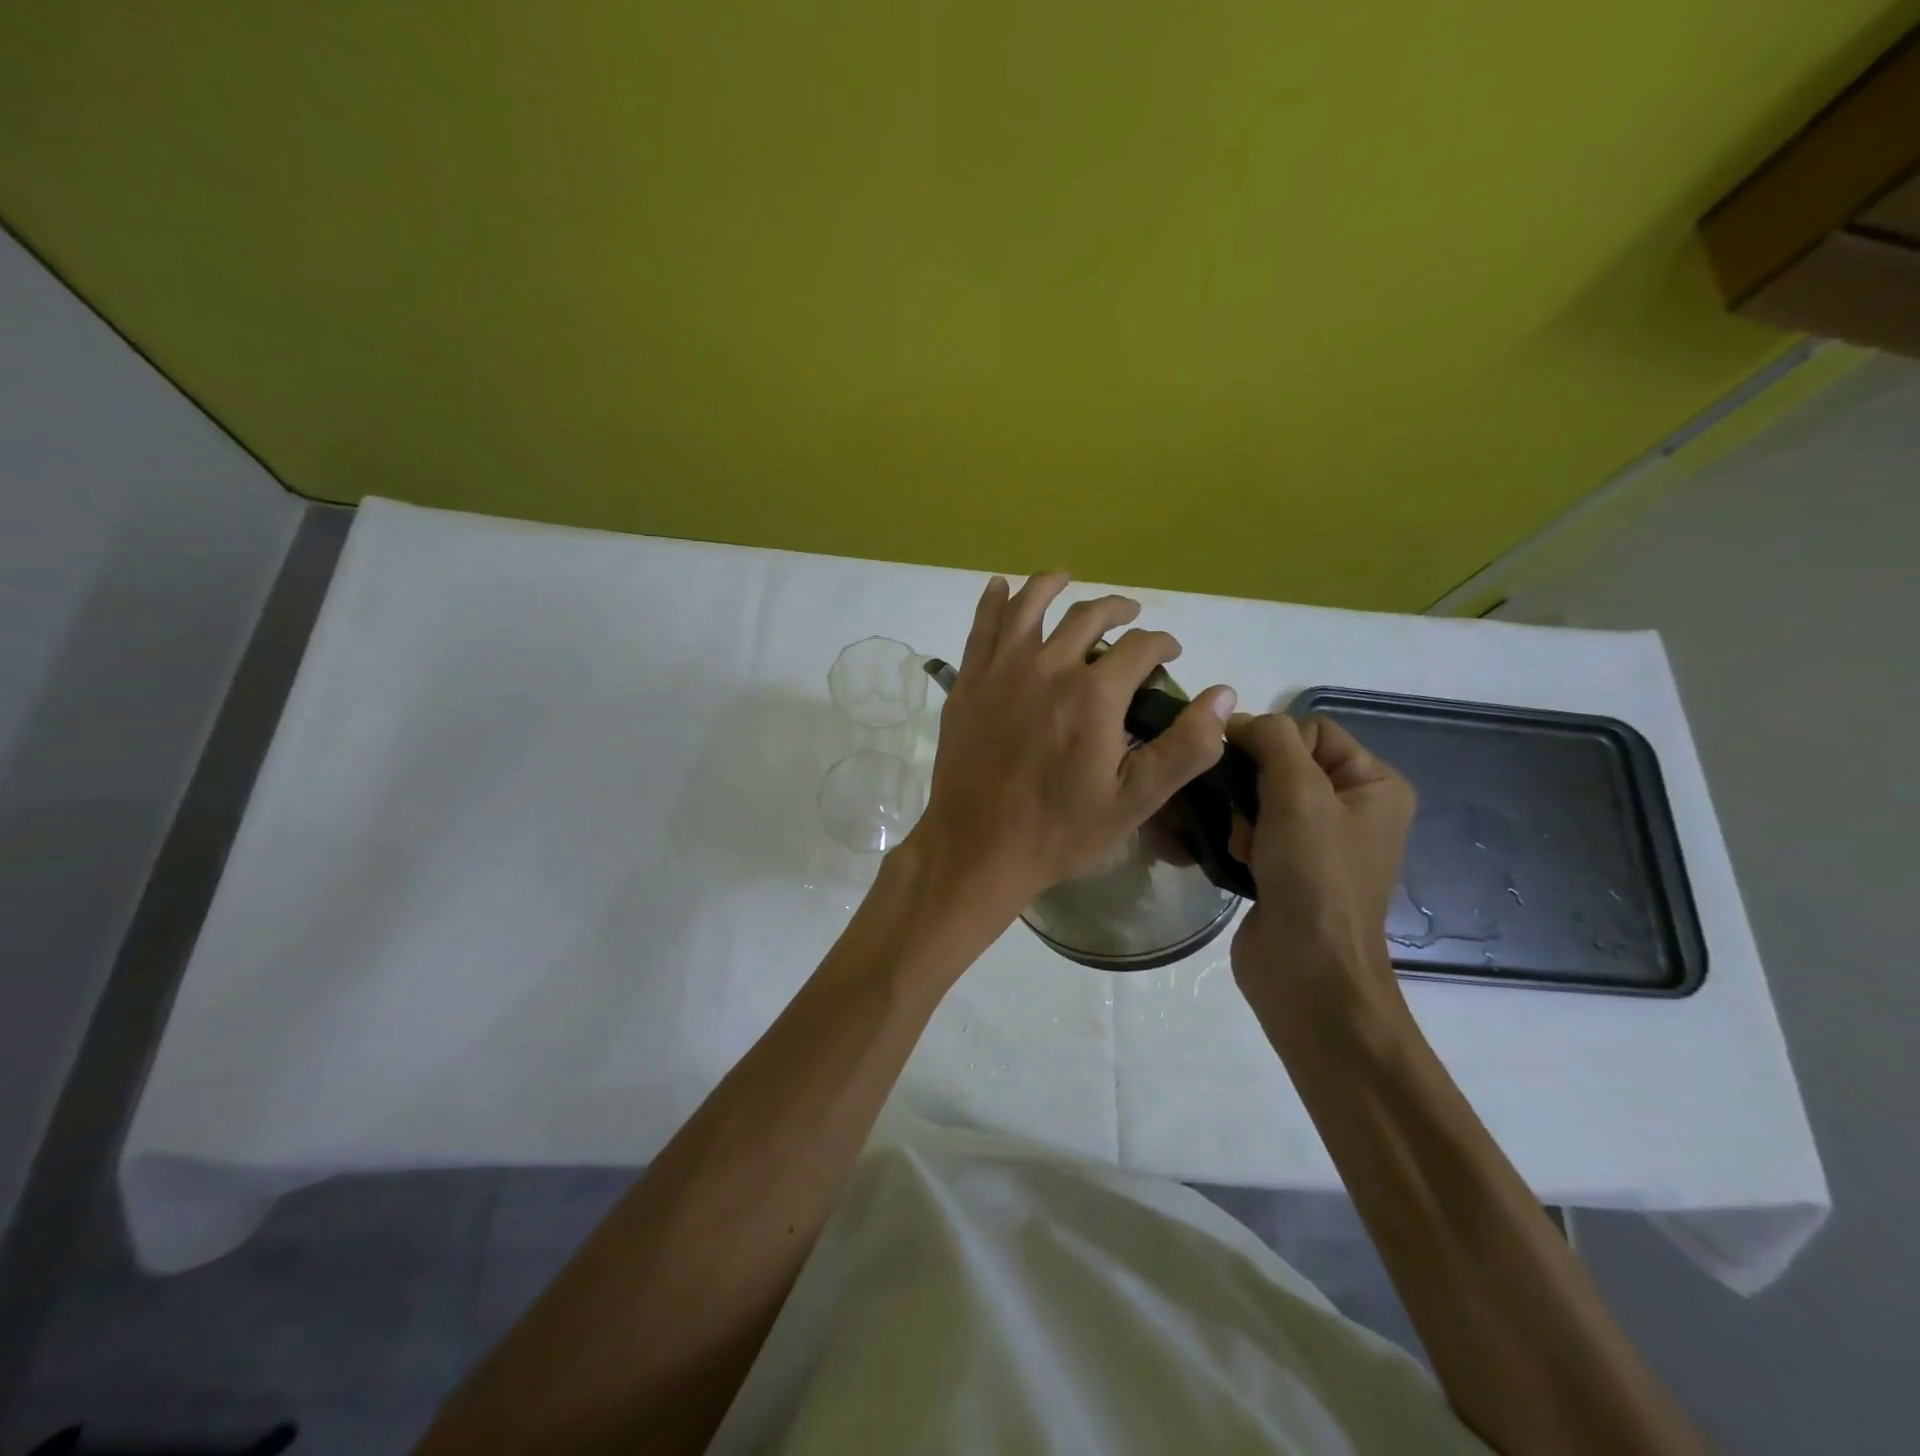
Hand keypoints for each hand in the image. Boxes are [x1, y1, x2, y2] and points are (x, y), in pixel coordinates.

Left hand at [911, 572, 1236, 917]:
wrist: (977, 848)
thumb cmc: (1060, 831)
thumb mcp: (1134, 801)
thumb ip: (1185, 747)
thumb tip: (1224, 695)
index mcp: (1094, 694)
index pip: (1141, 647)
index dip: (1163, 642)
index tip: (1170, 650)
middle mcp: (1048, 667)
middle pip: (1088, 617)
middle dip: (1117, 609)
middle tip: (1129, 614)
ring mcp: (1002, 670)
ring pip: (1030, 606)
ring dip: (1052, 585)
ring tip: (1065, 577)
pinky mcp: (969, 682)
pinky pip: (982, 627)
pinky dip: (994, 600)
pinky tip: (1001, 587)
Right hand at [1226, 712, 1415, 1006]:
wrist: (1307, 971)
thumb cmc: (1314, 875)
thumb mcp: (1300, 793)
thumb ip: (1272, 740)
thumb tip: (1237, 721)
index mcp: (1374, 784)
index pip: (1311, 730)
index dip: (1272, 743)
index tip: (1246, 773)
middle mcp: (1350, 807)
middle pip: (1281, 762)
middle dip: (1251, 784)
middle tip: (1244, 817)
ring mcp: (1317, 841)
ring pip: (1258, 796)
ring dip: (1239, 815)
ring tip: (1239, 845)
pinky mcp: (1286, 867)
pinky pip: (1252, 829)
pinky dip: (1236, 838)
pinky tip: (1232, 858)